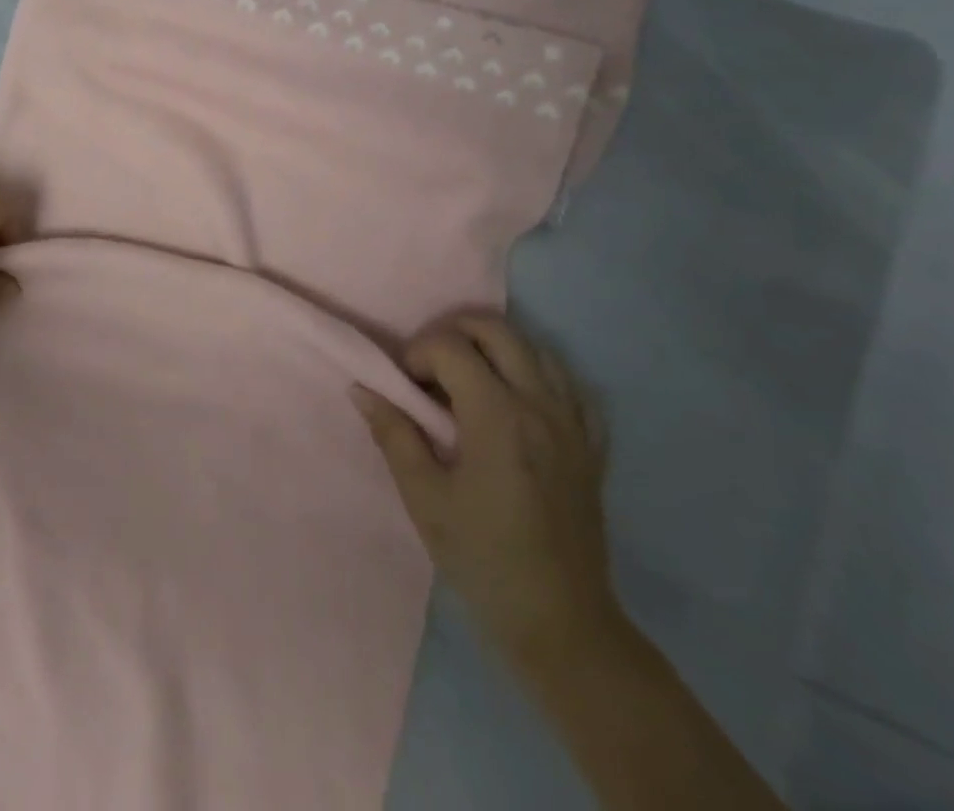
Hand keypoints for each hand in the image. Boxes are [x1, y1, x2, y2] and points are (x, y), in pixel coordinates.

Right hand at [352, 312, 618, 665]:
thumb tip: (362, 389)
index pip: (449, 347)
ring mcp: (573, 424)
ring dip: (495, 349)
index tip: (405, 388)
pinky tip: (519, 400)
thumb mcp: (424, 498)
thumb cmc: (482, 558)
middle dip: (454, 333)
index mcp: (497, 417)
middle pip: (496, 330)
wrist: (561, 622)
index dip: (417, 354)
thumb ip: (394, 434)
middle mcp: (539, 406)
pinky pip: (570, 386)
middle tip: (431, 369)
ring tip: (469, 381)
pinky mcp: (592, 446)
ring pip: (535, 349)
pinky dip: (539, 376)